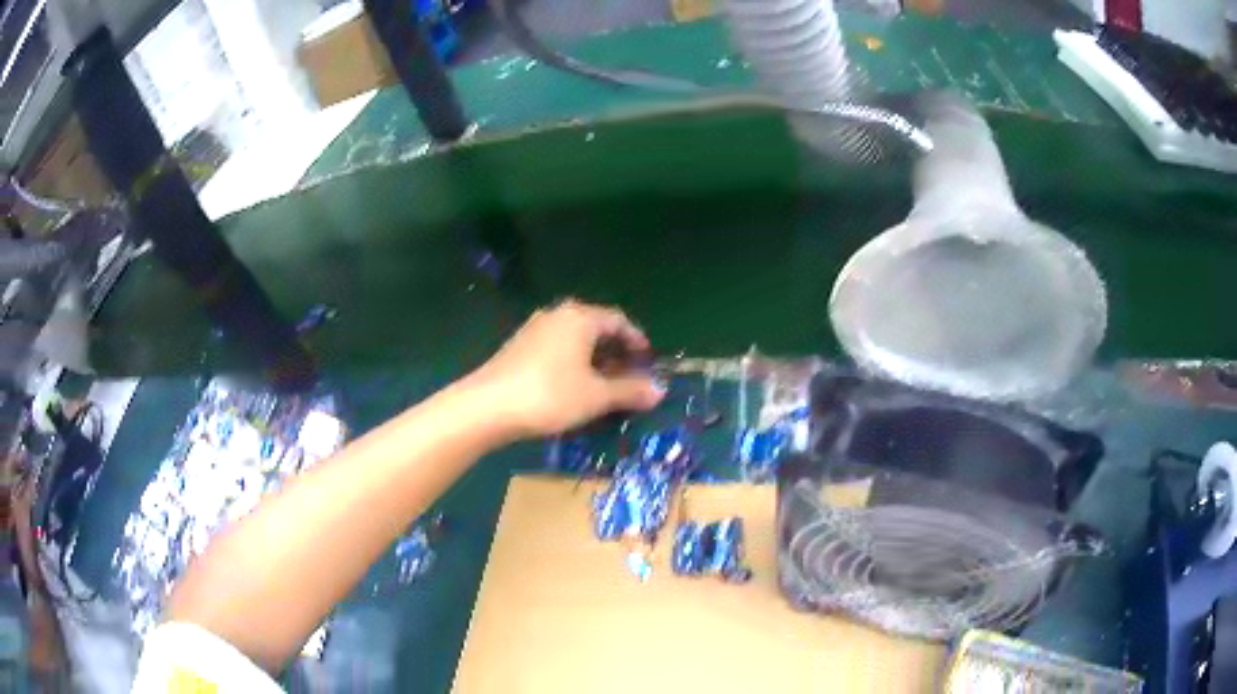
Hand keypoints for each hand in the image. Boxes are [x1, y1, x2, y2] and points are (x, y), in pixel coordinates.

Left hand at [469, 300, 665, 437]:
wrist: (487, 406)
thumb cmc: (550, 395)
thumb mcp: (596, 396)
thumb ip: (629, 391)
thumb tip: (660, 390)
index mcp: (580, 317)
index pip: (618, 321)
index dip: (637, 341)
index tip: (648, 362)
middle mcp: (557, 315)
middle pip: (596, 328)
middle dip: (616, 352)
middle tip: (630, 377)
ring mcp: (534, 330)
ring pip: (574, 340)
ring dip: (594, 360)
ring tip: (604, 386)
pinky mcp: (518, 347)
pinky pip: (556, 349)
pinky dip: (572, 364)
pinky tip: (572, 388)